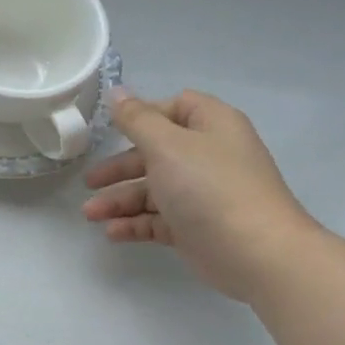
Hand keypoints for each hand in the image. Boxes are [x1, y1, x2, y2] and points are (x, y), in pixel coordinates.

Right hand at [84, 89, 318, 300]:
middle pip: (156, 152)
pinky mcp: (196, 227)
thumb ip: (136, 119)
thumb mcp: (166, 145)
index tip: (111, 130)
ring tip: (90, 215)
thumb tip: (117, 91)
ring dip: (119, 200)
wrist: (255, 252)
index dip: (144, 115)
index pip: (176, 107)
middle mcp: (209, 156)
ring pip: (152, 190)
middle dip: (119, 168)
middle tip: (89, 182)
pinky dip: (134, 223)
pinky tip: (111, 232)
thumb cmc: (209, 187)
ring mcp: (203, 194)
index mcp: (211, 126)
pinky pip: (158, 219)